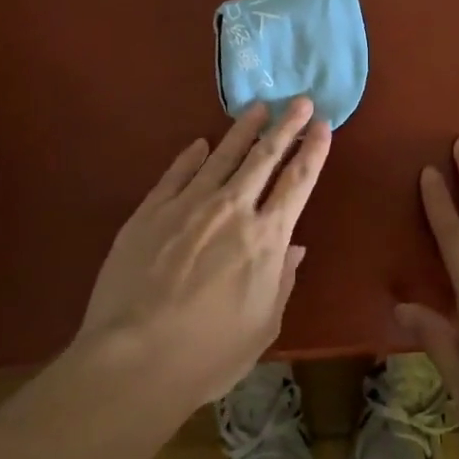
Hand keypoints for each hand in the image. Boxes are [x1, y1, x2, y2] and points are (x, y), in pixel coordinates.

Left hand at [74, 98, 331, 408]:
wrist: (134, 358)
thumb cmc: (208, 354)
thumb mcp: (263, 326)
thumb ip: (282, 280)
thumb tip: (295, 247)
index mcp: (265, 238)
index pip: (297, 182)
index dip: (313, 151)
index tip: (323, 125)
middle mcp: (232, 209)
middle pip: (264, 157)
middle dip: (286, 126)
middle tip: (300, 100)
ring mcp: (188, 204)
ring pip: (222, 155)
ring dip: (243, 129)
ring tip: (258, 107)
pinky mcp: (151, 210)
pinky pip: (177, 173)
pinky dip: (191, 155)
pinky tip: (200, 143)